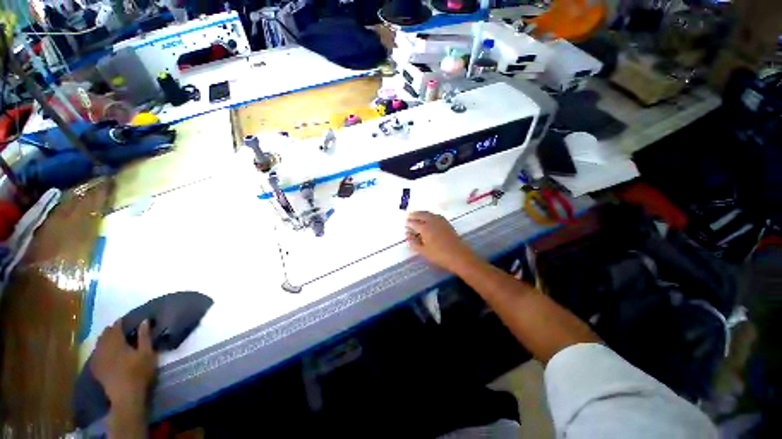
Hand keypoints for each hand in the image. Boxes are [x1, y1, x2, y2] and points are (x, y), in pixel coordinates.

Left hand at [90, 320, 156, 409]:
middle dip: (110, 331)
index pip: (115, 328)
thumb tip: (144, 320)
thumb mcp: (147, 353)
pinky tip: (101, 352)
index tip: (124, 319)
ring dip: (103, 340)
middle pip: (104, 336)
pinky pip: (95, 355)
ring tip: (109, 338)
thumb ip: (144, 337)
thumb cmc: (139, 372)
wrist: (126, 395)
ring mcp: (98, 360)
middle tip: (117, 328)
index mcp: (116, 343)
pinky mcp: (97, 369)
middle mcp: (104, 349)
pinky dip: (98, 350)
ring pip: (98, 345)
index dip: (119, 323)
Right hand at [406, 211, 478, 272]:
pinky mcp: (446, 222)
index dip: (408, 223)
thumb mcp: (423, 251)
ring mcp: (440, 221)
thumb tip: (407, 234)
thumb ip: (413, 242)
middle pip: (421, 214)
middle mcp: (431, 221)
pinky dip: (429, 214)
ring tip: (416, 215)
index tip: (405, 225)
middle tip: (409, 216)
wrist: (458, 255)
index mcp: (425, 228)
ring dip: (421, 213)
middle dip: (414, 215)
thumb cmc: (439, 255)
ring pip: (428, 213)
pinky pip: (435, 215)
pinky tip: (428, 217)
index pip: (413, 223)